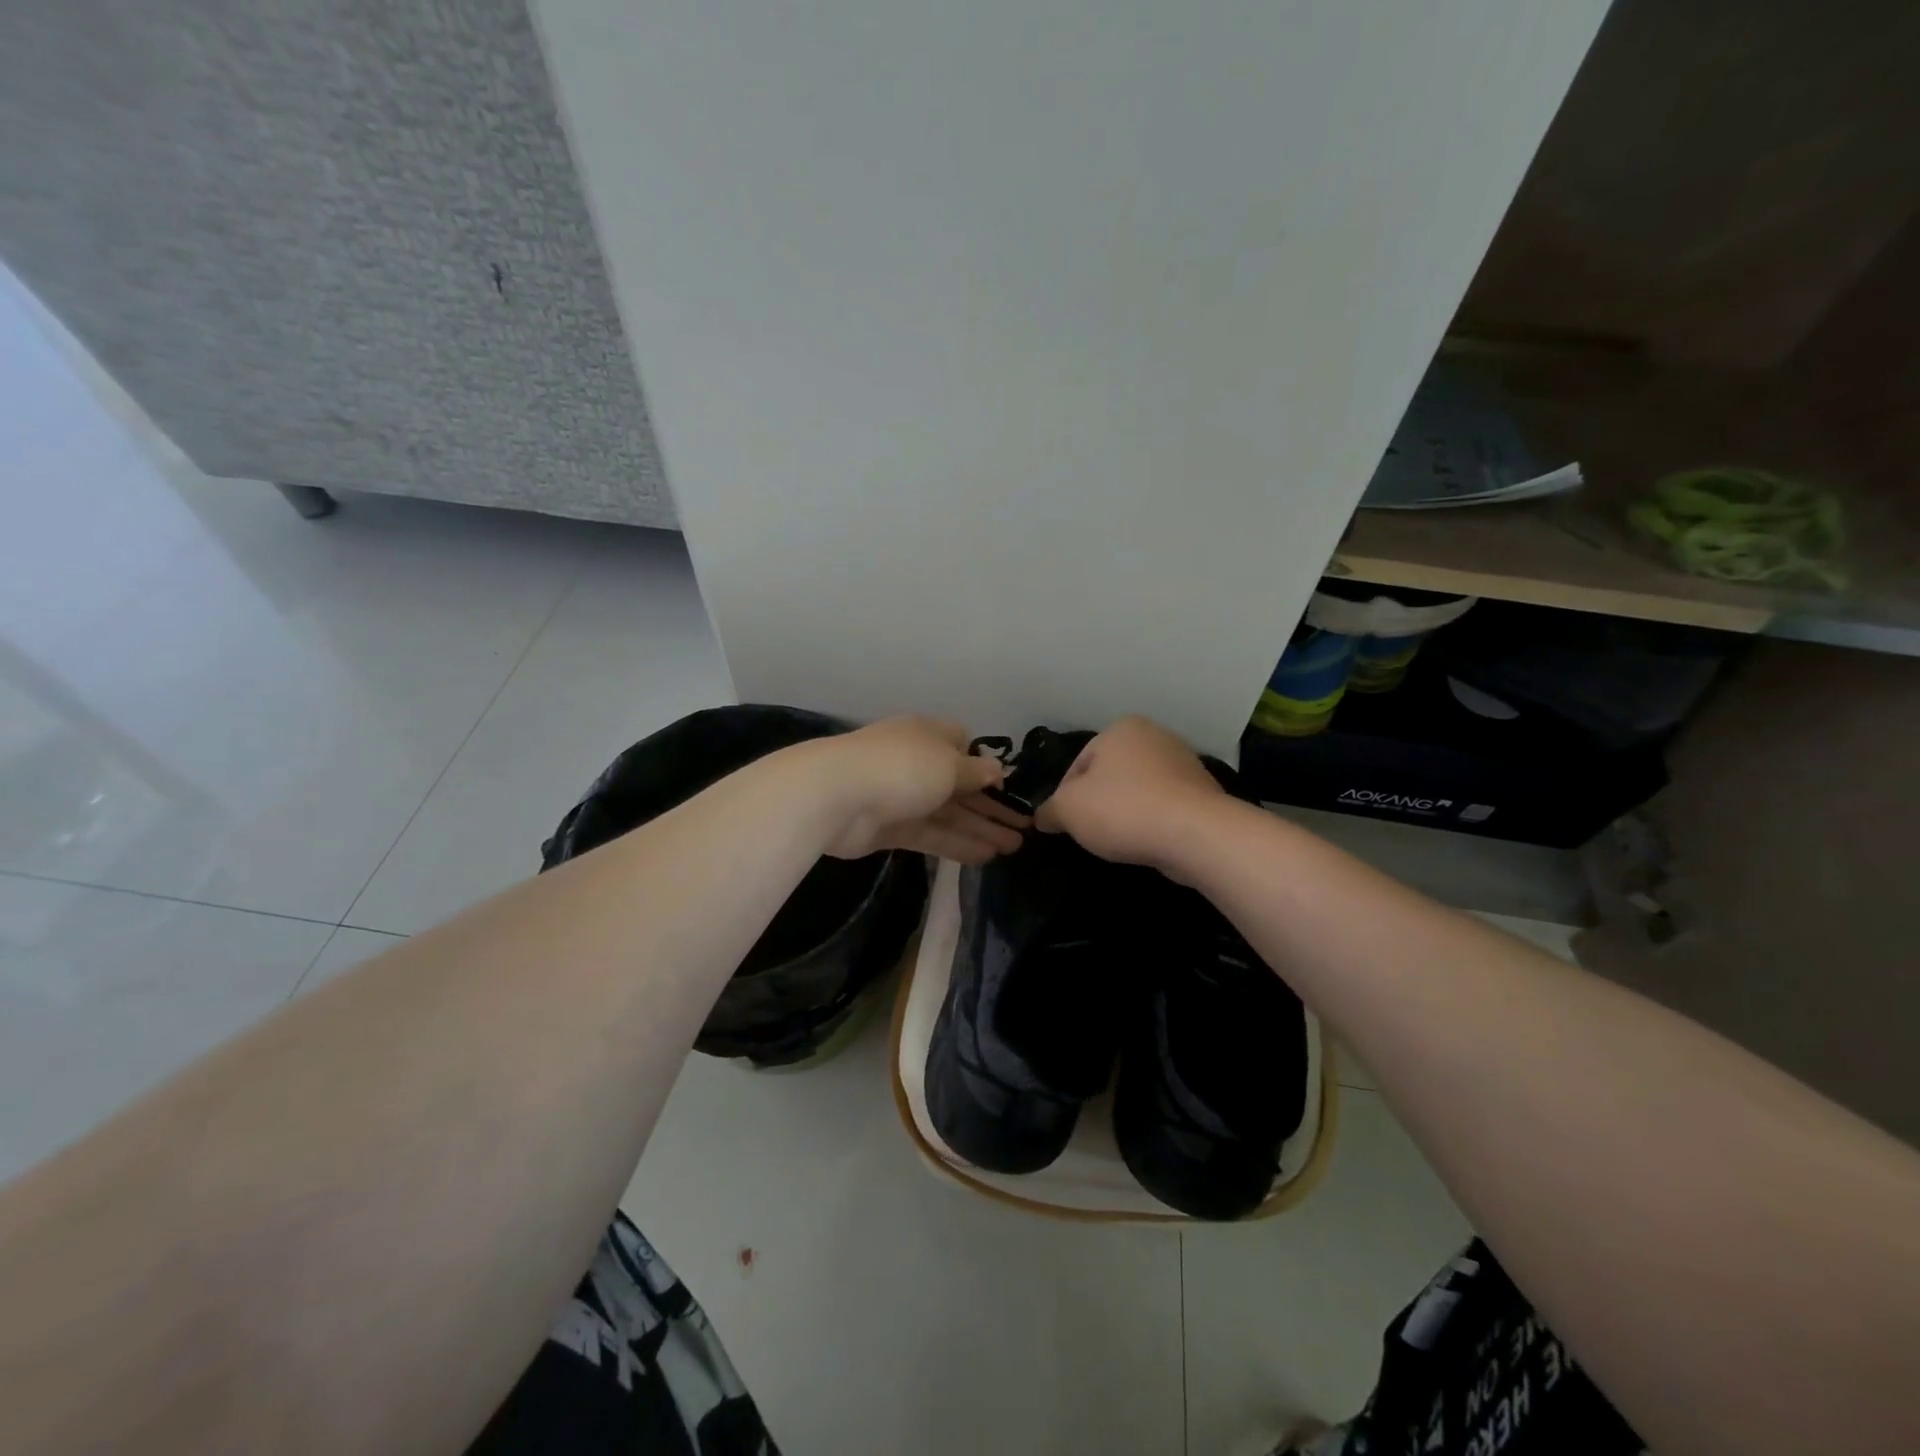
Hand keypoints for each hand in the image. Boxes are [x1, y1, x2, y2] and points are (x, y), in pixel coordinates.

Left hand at [814, 717, 1029, 862]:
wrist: (836, 795)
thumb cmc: (902, 767)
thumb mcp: (949, 764)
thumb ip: (976, 772)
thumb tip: (996, 770)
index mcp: (928, 736)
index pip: (962, 746)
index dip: (985, 767)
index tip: (1007, 787)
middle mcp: (916, 763)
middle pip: (961, 786)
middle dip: (992, 806)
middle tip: (1024, 828)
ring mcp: (902, 797)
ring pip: (949, 814)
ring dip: (981, 828)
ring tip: (1014, 847)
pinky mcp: (891, 828)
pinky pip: (932, 834)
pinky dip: (958, 844)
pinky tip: (986, 856)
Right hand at [1034, 716, 1227, 870]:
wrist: (1195, 834)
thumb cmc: (1123, 810)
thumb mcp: (1069, 809)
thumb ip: (1050, 810)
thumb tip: (1043, 817)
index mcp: (1120, 728)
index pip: (1077, 765)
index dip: (1065, 798)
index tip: (1067, 824)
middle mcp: (1154, 736)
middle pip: (1109, 776)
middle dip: (1098, 804)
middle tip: (1092, 833)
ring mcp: (1183, 762)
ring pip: (1138, 791)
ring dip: (1126, 814)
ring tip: (1121, 841)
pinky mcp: (1202, 792)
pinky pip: (1164, 807)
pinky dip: (1152, 822)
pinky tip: (1149, 841)